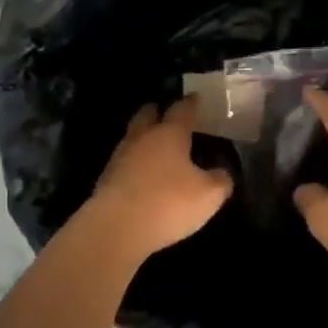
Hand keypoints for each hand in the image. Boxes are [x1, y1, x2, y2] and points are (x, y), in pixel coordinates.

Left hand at [81, 99, 232, 266]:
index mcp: (169, 134)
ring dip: (144, 139)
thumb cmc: (168, 203)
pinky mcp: (106, 179)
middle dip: (158, 112)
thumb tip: (221, 173)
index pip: (182, 109)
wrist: (115, 229)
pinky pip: (124, 162)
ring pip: (133, 137)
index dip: (191, 103)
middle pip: (147, 114)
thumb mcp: (209, 195)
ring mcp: (120, 157)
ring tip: (157, 148)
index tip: (196, 98)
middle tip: (169, 116)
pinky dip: (135, 164)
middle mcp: (142, 138)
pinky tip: (143, 175)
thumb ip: (220, 180)